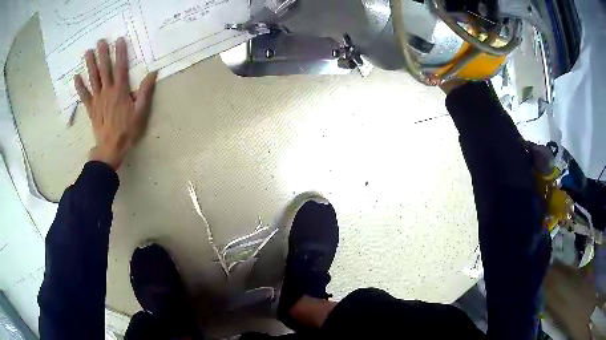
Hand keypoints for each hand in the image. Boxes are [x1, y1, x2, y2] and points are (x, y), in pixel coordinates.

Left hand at [74, 38, 157, 169]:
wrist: (111, 148)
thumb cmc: (127, 130)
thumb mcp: (140, 112)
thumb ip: (145, 92)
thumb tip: (153, 73)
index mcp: (120, 91)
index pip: (120, 68)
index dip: (120, 53)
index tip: (119, 40)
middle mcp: (107, 91)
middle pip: (104, 70)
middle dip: (102, 54)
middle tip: (100, 41)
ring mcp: (97, 100)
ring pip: (93, 79)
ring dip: (90, 65)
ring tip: (88, 52)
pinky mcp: (91, 109)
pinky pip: (84, 96)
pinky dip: (79, 86)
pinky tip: (76, 77)